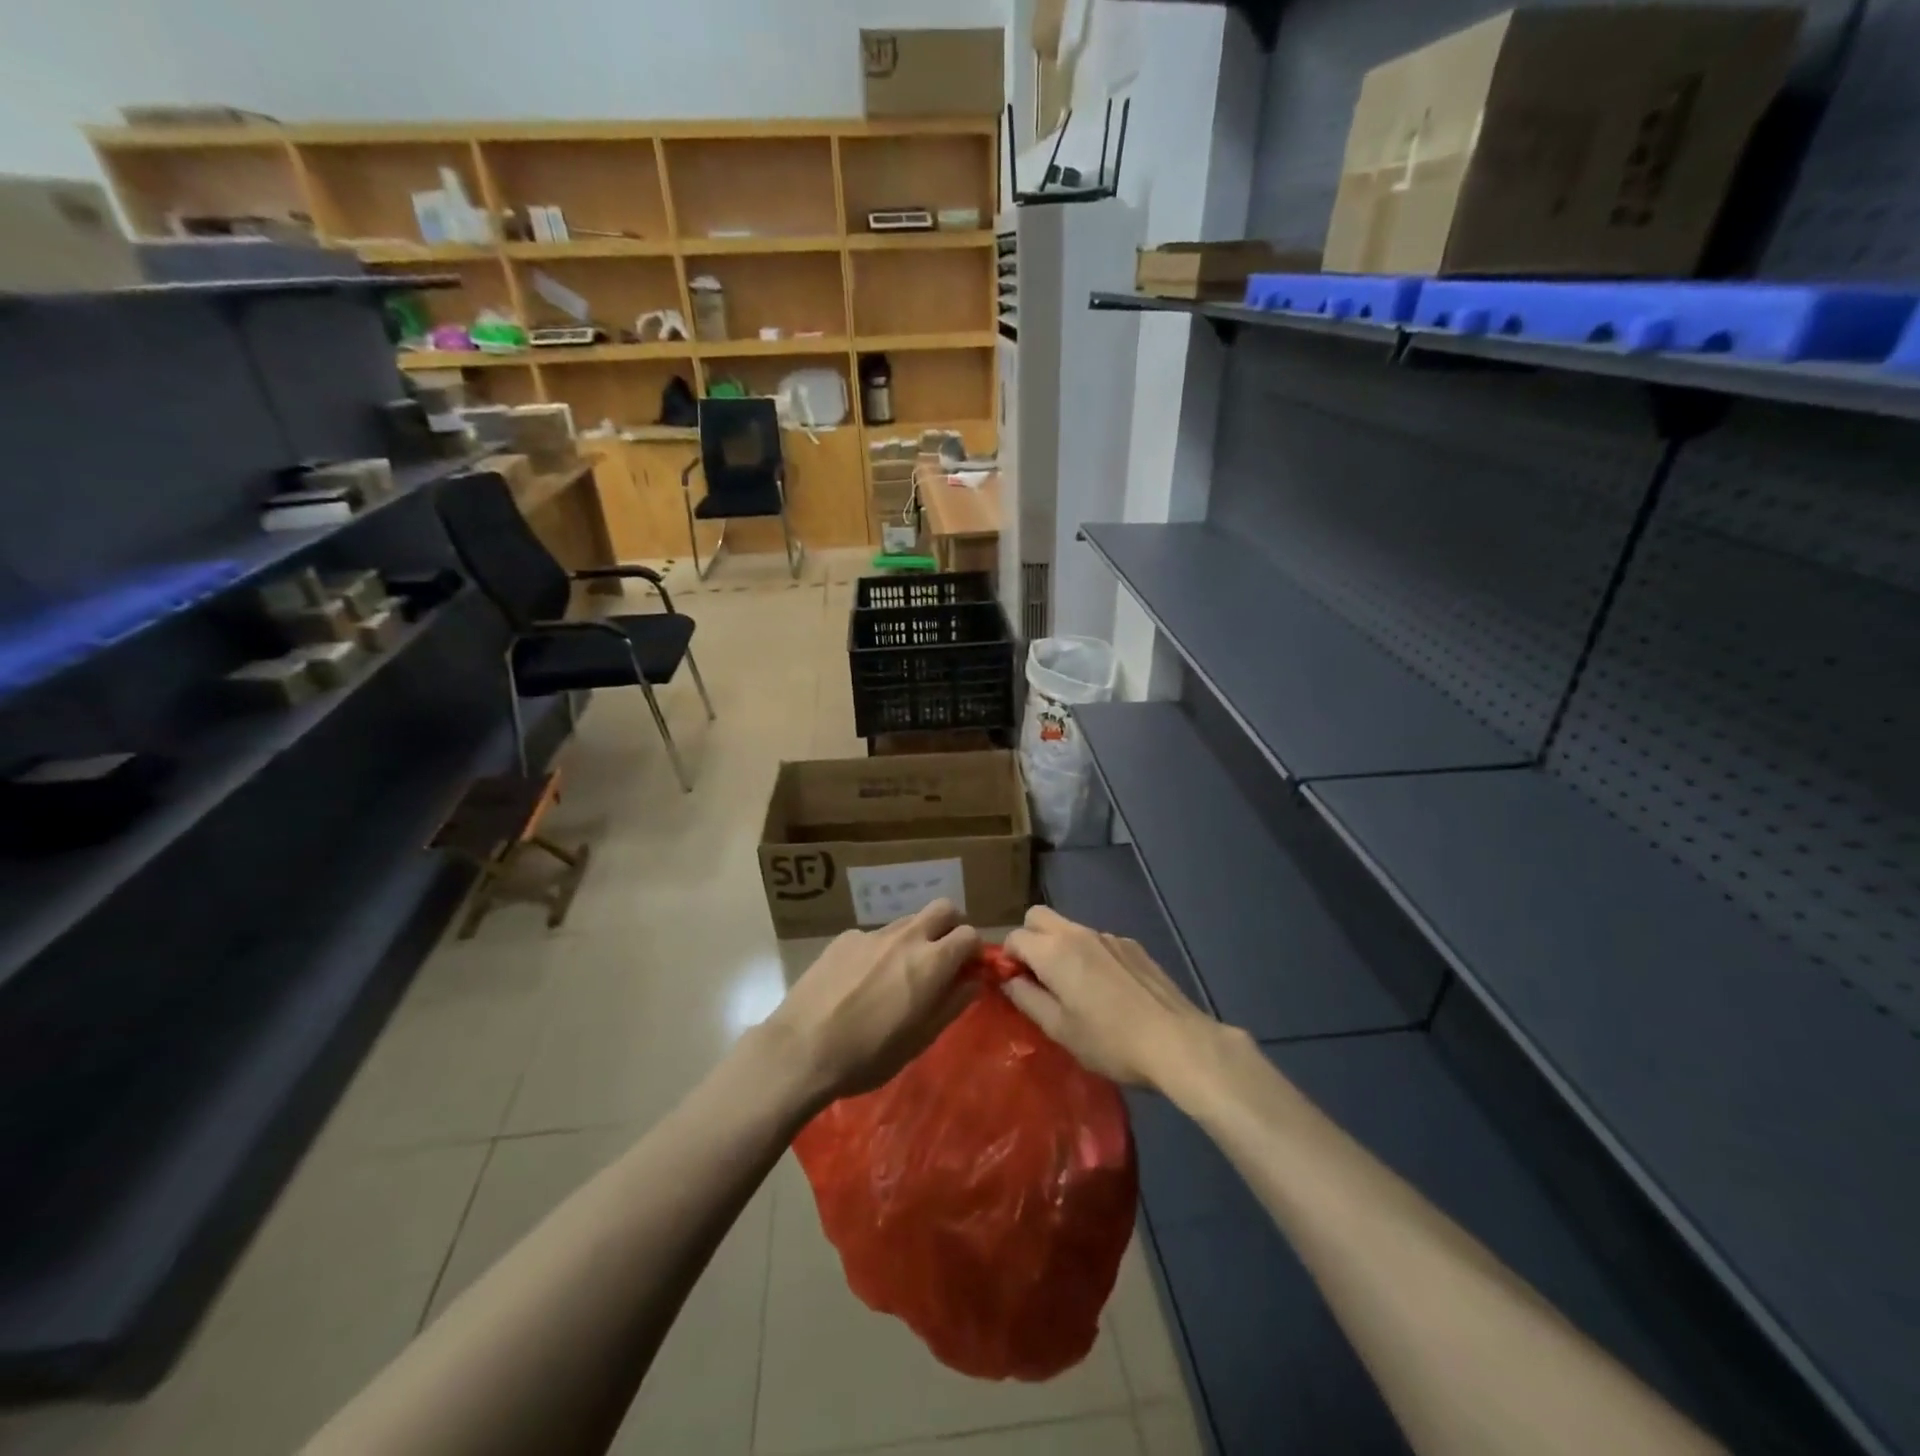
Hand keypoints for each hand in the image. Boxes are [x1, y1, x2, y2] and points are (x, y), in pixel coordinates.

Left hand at [764, 900, 980, 1106]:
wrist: (801, 1049)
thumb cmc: (868, 1054)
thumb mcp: (920, 1040)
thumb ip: (952, 1004)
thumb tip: (973, 981)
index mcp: (931, 962)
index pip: (970, 934)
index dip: (973, 952)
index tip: (966, 972)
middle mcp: (906, 937)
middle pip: (943, 908)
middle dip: (950, 928)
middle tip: (941, 960)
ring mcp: (872, 934)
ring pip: (908, 921)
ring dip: (915, 938)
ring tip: (897, 975)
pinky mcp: (844, 938)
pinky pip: (875, 936)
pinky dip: (879, 951)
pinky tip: (860, 981)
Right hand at [1002, 905, 1222, 1090]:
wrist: (1176, 1041)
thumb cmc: (1110, 1041)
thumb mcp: (1059, 1029)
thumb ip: (1027, 998)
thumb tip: (1010, 980)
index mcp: (1054, 951)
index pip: (1014, 936)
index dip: (1007, 958)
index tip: (1015, 985)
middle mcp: (1079, 932)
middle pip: (1038, 916)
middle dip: (1029, 938)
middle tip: (1038, 977)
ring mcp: (1109, 936)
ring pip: (1069, 927)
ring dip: (1060, 947)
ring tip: (1076, 988)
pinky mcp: (1133, 945)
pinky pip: (1098, 941)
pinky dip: (1090, 955)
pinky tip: (1108, 990)